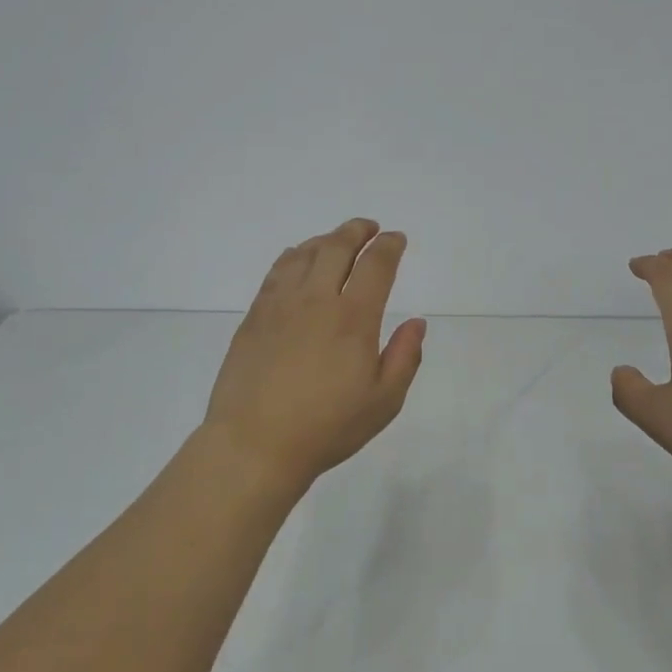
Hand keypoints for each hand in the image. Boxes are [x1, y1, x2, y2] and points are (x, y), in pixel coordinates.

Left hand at [202, 219, 426, 490]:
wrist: (254, 443)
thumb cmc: (326, 427)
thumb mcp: (383, 402)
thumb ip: (405, 357)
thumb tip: (416, 322)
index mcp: (353, 318)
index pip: (375, 266)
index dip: (389, 246)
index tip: (396, 239)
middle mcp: (316, 300)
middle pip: (337, 247)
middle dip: (357, 231)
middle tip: (368, 228)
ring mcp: (280, 305)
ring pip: (304, 254)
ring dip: (325, 239)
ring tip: (336, 240)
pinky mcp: (255, 316)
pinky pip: (276, 271)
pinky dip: (293, 256)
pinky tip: (297, 259)